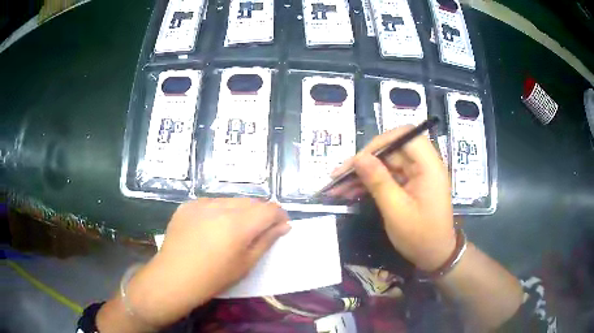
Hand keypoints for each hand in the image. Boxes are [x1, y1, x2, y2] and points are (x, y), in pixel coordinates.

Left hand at [124, 198, 289, 327]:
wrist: (174, 277)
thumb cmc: (214, 278)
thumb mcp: (246, 263)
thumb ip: (267, 240)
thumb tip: (284, 225)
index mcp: (238, 224)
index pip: (269, 208)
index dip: (279, 215)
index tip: (280, 225)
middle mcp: (221, 206)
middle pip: (251, 201)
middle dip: (260, 213)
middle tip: (258, 230)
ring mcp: (201, 203)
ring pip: (231, 200)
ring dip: (240, 211)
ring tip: (233, 230)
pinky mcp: (188, 205)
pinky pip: (212, 203)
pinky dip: (219, 211)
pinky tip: (212, 228)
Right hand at [330, 127, 454, 271]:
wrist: (435, 256)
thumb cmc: (420, 236)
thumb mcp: (396, 210)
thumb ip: (378, 181)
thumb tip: (358, 158)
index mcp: (429, 166)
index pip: (405, 136)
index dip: (381, 141)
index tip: (359, 159)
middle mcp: (424, 165)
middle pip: (392, 150)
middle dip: (365, 161)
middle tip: (339, 175)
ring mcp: (416, 175)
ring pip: (386, 164)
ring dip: (363, 174)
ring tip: (338, 187)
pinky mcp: (410, 185)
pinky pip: (388, 177)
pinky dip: (370, 183)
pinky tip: (350, 191)